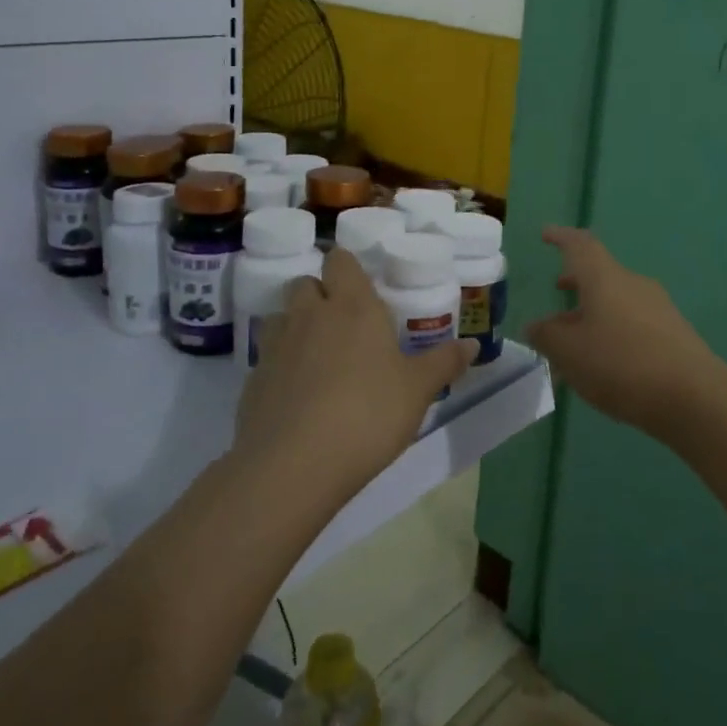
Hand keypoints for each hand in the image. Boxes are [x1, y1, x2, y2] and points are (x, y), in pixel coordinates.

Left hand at [237, 247, 474, 497]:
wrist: (294, 465)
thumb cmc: (368, 414)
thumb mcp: (418, 391)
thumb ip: (444, 363)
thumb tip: (473, 345)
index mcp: (353, 305)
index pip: (340, 260)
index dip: (348, 268)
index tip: (362, 287)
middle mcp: (310, 314)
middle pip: (305, 283)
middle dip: (320, 294)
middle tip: (344, 323)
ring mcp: (276, 346)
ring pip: (281, 317)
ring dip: (296, 326)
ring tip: (318, 356)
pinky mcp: (253, 380)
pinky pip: (268, 358)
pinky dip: (281, 366)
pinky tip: (298, 396)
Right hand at [525, 227, 726, 442]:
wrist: (694, 397)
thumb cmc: (621, 364)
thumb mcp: (569, 352)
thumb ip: (546, 336)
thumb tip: (536, 325)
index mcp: (605, 278)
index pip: (580, 245)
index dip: (561, 237)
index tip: (546, 234)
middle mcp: (633, 284)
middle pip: (600, 274)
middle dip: (577, 281)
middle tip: (557, 290)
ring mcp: (657, 308)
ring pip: (615, 302)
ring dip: (592, 314)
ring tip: (573, 342)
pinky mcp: (673, 334)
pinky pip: (633, 324)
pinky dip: (612, 333)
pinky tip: (603, 365)